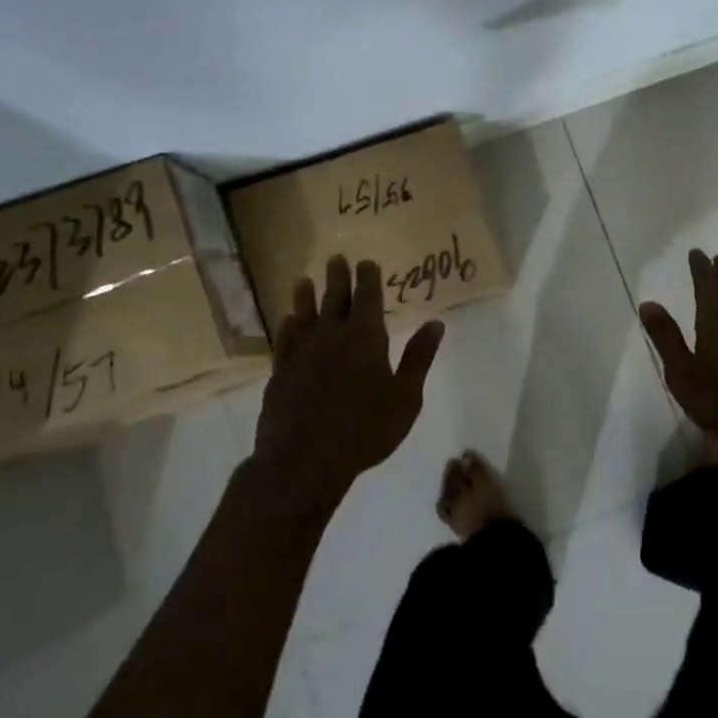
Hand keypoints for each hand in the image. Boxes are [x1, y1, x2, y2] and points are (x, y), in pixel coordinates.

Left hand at [253, 255, 444, 505]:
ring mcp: (302, 353)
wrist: (304, 460)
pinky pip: (284, 341)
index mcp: (366, 338)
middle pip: (335, 299)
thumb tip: (436, 323)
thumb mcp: (406, 396)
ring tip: (303, 280)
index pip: (368, 298)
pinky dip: (287, 327)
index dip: (368, 278)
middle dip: (338, 277)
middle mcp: (332, 337)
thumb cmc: (366, 429)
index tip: (366, 261)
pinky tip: (287, 321)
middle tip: (336, 258)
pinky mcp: (281, 372)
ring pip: (305, 315)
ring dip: (306, 296)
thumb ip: (418, 357)